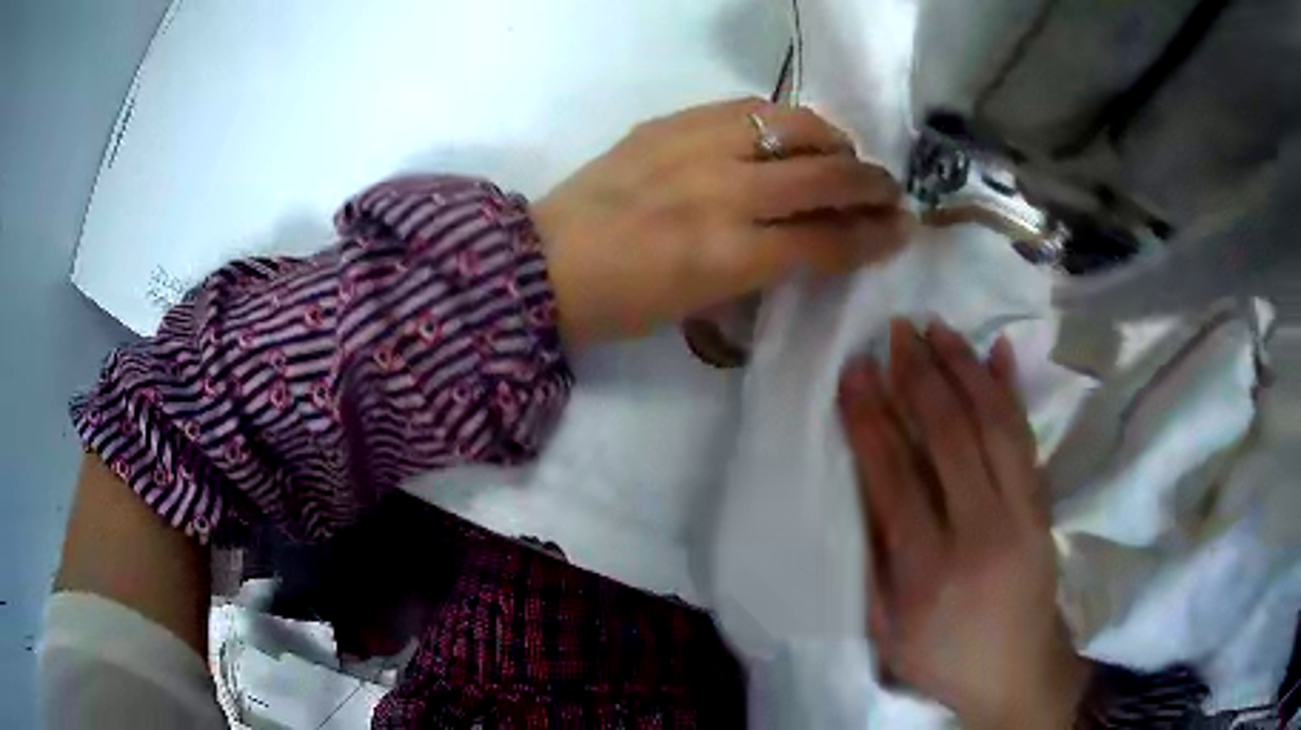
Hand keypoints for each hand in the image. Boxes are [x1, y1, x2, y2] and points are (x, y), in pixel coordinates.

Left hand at [532, 98, 910, 345]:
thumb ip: (765, 268)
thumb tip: (818, 240)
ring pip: (792, 125)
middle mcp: (720, 193)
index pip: (826, 241)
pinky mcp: (669, 122)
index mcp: (726, 256)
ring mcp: (693, 147)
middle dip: (871, 184)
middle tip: (890, 189)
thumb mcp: (702, 305)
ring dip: (833, 141)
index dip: (873, 237)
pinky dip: (782, 121)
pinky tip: (789, 134)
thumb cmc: (622, 304)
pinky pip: (746, 107)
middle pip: (822, 177)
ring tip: (842, 155)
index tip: (902, 229)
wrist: (543, 264)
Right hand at [837, 319, 1089, 727]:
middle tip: (896, 332)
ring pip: (993, 425)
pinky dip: (1011, 391)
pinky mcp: (1043, 507)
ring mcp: (1022, 515)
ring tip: (938, 328)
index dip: (872, 419)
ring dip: (964, 370)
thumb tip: (860, 485)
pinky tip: (999, 353)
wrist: (1019, 672)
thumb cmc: (943, 658)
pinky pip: (1026, 437)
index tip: (856, 372)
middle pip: (949, 439)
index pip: (895, 479)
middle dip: (918, 377)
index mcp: (928, 574)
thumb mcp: (888, 630)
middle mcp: (981, 534)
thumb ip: (871, 561)